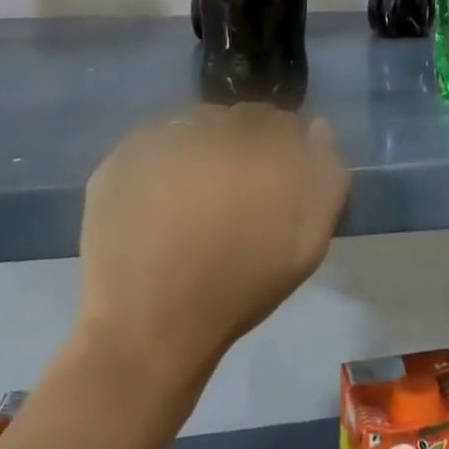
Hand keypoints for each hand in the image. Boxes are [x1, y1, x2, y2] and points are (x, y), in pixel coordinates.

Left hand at [77, 105, 349, 378]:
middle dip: (245, 142)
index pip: (282, 122)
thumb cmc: (240, 288)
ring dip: (205, 143)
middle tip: (237, 186)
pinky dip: (165, 155)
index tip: (276, 177)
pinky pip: (155, 139)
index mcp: (262, 147)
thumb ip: (327, 175)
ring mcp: (162, 141)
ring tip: (198, 188)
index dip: (283, 148)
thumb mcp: (308, 242)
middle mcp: (213, 132)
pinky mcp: (121, 158)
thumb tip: (317, 126)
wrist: (150, 329)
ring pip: (196, 123)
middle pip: (239, 118)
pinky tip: (163, 193)